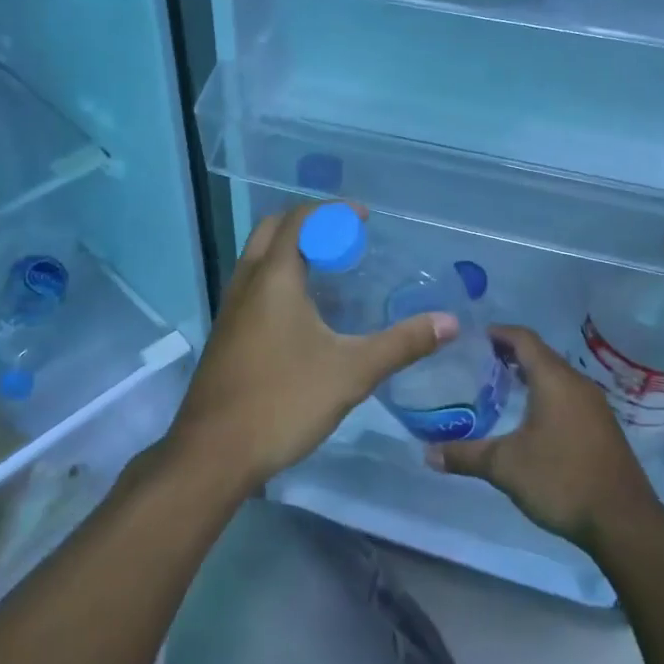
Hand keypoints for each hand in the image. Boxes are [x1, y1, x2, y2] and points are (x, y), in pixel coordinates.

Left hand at [165, 203, 458, 491]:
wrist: (214, 452)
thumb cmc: (284, 401)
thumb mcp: (351, 372)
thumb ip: (402, 344)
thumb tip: (449, 322)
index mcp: (274, 277)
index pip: (300, 220)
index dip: (333, 211)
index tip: (364, 218)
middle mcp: (247, 282)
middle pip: (273, 229)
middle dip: (309, 224)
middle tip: (345, 240)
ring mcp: (230, 308)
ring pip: (258, 258)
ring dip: (291, 249)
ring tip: (329, 269)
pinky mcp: (225, 334)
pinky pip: (253, 285)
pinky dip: (278, 276)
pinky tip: (303, 312)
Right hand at [429, 324, 663, 551]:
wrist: (624, 523)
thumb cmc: (561, 480)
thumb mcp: (504, 467)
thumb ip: (465, 455)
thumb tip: (427, 454)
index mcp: (554, 380)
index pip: (523, 338)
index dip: (498, 333)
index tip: (472, 337)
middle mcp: (577, 384)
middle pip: (540, 354)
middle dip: (509, 354)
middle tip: (477, 362)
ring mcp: (594, 405)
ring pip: (556, 376)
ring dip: (529, 375)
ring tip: (498, 387)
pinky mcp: (602, 427)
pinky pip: (567, 395)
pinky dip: (545, 394)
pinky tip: (528, 417)